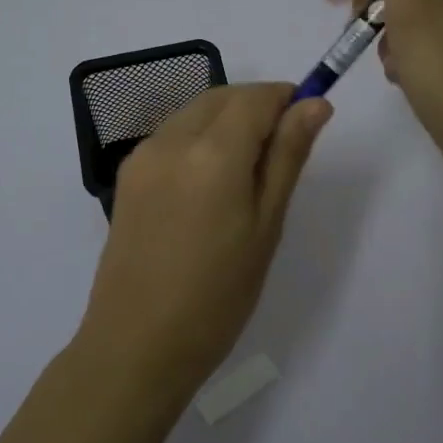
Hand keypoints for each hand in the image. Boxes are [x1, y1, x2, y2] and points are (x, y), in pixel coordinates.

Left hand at [77, 83, 330, 403]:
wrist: (137, 344)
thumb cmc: (218, 295)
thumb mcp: (266, 225)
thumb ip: (288, 156)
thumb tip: (315, 103)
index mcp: (212, 152)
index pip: (256, 97)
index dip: (286, 99)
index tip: (306, 122)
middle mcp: (171, 140)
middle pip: (223, 98)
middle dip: (256, 108)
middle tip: (280, 154)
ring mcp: (142, 156)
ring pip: (195, 112)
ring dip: (226, 121)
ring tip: (245, 175)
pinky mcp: (127, 175)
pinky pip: (171, 135)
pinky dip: (198, 139)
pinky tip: (209, 184)